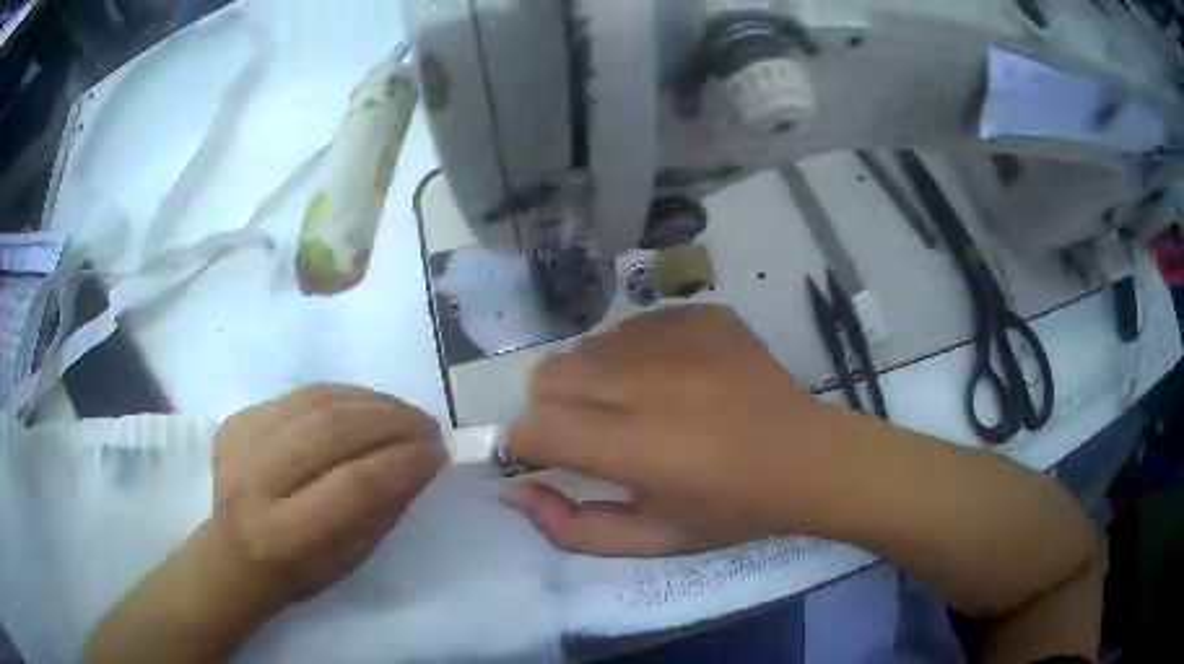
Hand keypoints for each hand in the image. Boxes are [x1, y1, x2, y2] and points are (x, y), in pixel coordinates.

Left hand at [212, 385, 446, 607]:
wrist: (232, 553)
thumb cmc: (299, 572)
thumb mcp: (350, 559)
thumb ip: (385, 509)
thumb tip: (423, 461)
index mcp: (284, 534)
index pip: (353, 485)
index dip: (403, 463)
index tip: (439, 453)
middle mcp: (255, 481)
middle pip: (330, 432)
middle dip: (391, 423)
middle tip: (428, 425)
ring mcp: (240, 442)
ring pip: (315, 403)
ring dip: (371, 402)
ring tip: (403, 412)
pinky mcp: (236, 419)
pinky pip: (298, 394)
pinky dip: (342, 394)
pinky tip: (367, 404)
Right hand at [505, 306, 850, 556]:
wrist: (807, 458)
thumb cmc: (731, 510)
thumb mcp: (653, 539)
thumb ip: (573, 528)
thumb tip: (514, 491)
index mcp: (644, 449)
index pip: (538, 427)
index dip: (528, 443)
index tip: (547, 455)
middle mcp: (657, 384)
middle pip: (551, 374)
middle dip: (552, 408)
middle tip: (592, 433)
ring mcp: (685, 338)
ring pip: (589, 346)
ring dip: (593, 379)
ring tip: (634, 405)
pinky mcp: (706, 315)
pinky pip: (635, 325)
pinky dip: (633, 353)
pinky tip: (670, 379)